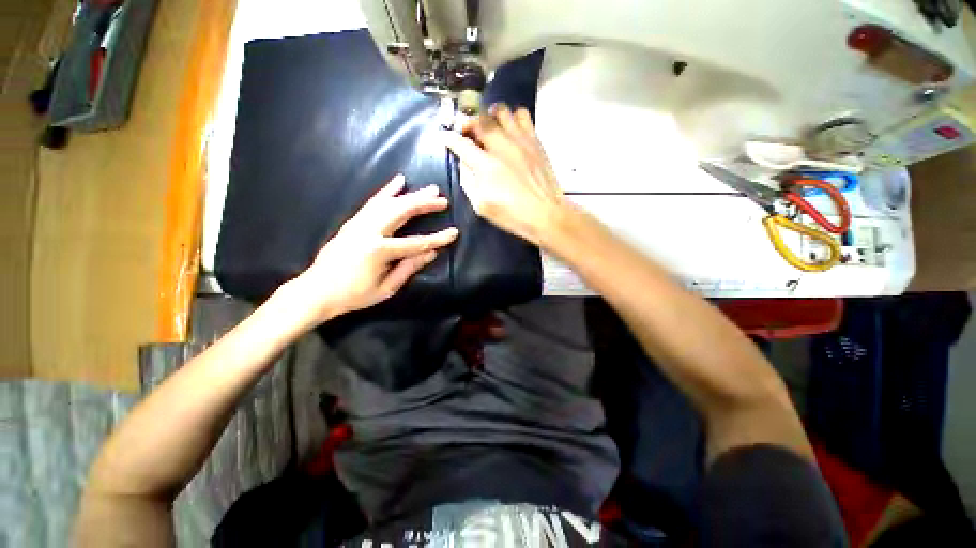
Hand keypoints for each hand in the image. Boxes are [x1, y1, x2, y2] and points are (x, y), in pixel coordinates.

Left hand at [291, 174, 458, 323]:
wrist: (317, 290)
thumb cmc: (354, 294)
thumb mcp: (387, 287)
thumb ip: (409, 268)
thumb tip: (431, 253)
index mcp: (378, 251)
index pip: (416, 243)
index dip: (437, 239)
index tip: (454, 232)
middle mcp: (369, 231)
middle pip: (402, 212)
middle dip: (425, 204)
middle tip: (442, 200)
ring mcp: (359, 223)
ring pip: (390, 202)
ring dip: (411, 195)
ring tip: (429, 189)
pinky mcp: (353, 221)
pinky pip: (373, 201)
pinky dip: (387, 190)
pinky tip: (399, 181)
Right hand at [442, 103, 566, 245]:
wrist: (545, 214)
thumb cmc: (512, 215)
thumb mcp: (481, 206)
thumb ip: (468, 182)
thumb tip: (464, 163)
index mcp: (486, 166)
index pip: (461, 143)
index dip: (449, 138)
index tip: (445, 137)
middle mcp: (502, 146)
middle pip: (480, 120)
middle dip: (468, 123)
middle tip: (467, 132)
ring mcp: (520, 140)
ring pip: (501, 111)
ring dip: (490, 115)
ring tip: (489, 126)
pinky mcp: (535, 140)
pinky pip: (522, 115)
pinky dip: (512, 117)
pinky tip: (510, 129)